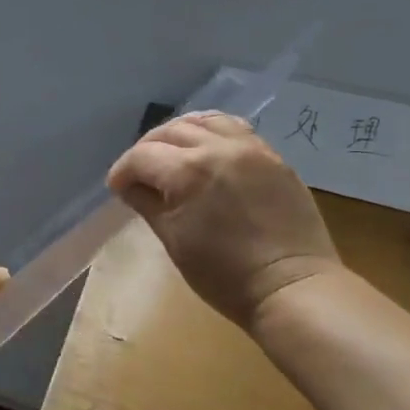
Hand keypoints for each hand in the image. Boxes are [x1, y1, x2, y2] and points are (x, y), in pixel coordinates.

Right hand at [108, 111, 342, 328]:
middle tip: (139, 173)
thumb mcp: (175, 241)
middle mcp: (218, 148)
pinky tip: (207, 149)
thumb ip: (148, 205)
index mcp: (188, 171)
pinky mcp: (273, 157)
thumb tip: (130, 186)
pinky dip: (212, 132)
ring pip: (203, 122)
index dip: (122, 171)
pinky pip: (235, 128)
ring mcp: (250, 148)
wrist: (292, 287)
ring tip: (171, 154)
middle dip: (147, 150)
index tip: (117, 189)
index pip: (142, 156)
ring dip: (179, 134)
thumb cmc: (225, 275)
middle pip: (170, 132)